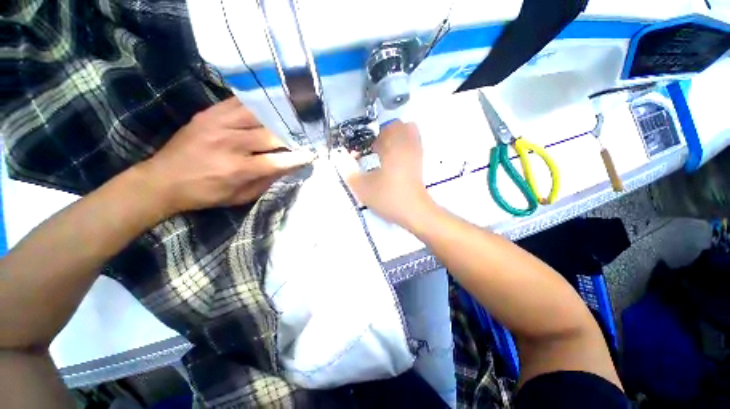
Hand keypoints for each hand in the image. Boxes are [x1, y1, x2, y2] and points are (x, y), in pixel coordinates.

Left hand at [137, 97, 314, 214]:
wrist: (162, 180)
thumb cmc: (206, 194)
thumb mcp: (241, 197)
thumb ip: (267, 181)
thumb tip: (288, 166)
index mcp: (238, 169)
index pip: (277, 160)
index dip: (298, 157)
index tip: (313, 153)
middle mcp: (229, 143)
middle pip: (270, 135)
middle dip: (291, 136)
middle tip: (304, 136)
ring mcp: (217, 124)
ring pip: (258, 114)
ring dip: (277, 117)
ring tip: (291, 118)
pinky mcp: (208, 114)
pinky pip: (239, 102)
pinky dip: (257, 104)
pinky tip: (269, 106)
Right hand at [338, 120, 434, 227]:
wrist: (414, 212)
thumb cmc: (389, 197)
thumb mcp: (363, 187)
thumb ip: (349, 172)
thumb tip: (341, 159)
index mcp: (392, 147)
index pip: (385, 128)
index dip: (372, 137)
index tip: (365, 151)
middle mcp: (407, 146)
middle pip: (399, 126)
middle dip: (384, 135)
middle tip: (375, 151)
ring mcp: (416, 154)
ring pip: (409, 133)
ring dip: (395, 139)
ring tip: (385, 154)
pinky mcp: (420, 163)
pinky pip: (414, 144)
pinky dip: (404, 146)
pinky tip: (395, 161)